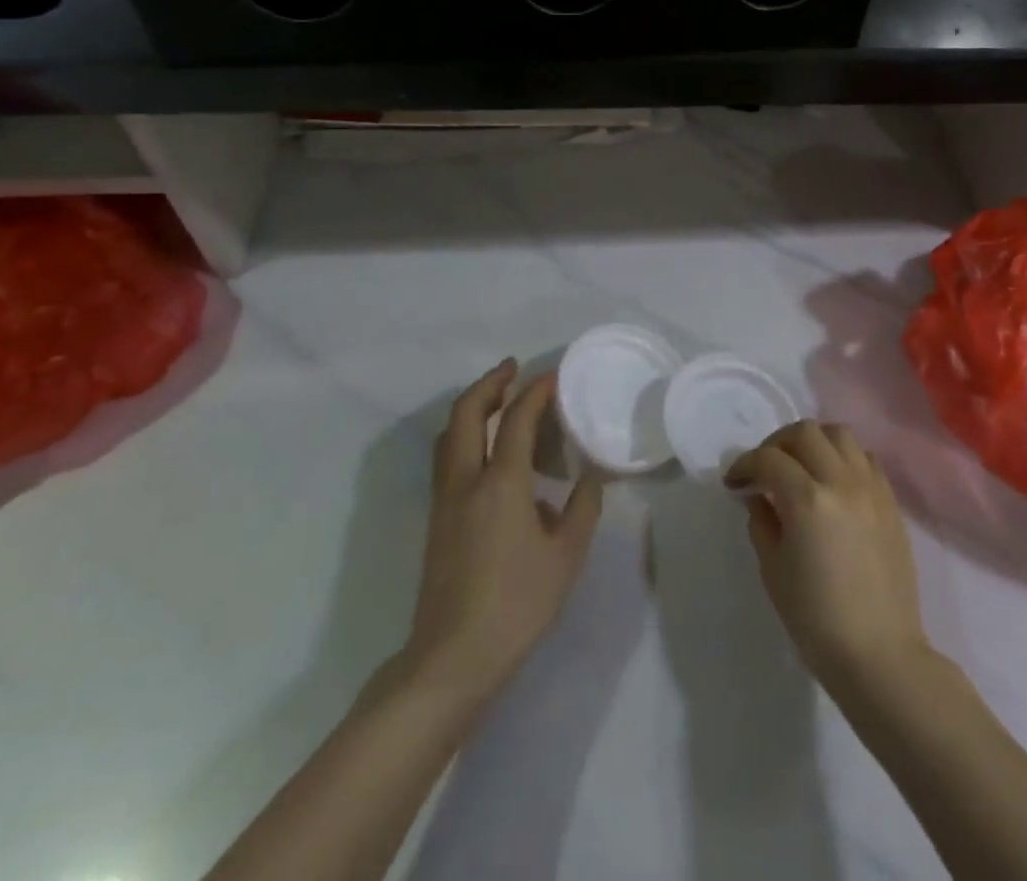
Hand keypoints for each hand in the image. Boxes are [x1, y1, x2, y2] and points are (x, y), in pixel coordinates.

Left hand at [402, 360, 603, 702]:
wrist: (453, 657)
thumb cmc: (517, 604)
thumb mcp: (566, 557)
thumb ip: (582, 508)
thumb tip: (589, 476)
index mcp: (501, 483)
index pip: (516, 420)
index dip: (535, 392)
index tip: (553, 376)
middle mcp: (466, 481)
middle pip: (466, 413)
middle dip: (489, 383)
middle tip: (512, 369)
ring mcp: (445, 500)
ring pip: (448, 434)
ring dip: (471, 407)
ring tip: (496, 400)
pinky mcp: (437, 519)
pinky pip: (447, 458)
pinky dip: (463, 436)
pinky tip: (487, 454)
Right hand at [727, 420, 930, 695]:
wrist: (880, 655)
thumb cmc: (817, 620)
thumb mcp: (774, 570)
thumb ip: (762, 522)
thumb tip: (759, 495)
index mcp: (808, 499)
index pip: (768, 459)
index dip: (744, 464)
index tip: (734, 482)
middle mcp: (842, 481)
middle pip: (805, 432)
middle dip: (777, 444)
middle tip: (765, 468)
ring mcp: (872, 488)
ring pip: (840, 434)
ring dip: (814, 442)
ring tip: (802, 466)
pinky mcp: (891, 502)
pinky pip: (866, 458)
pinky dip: (844, 458)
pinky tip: (833, 483)